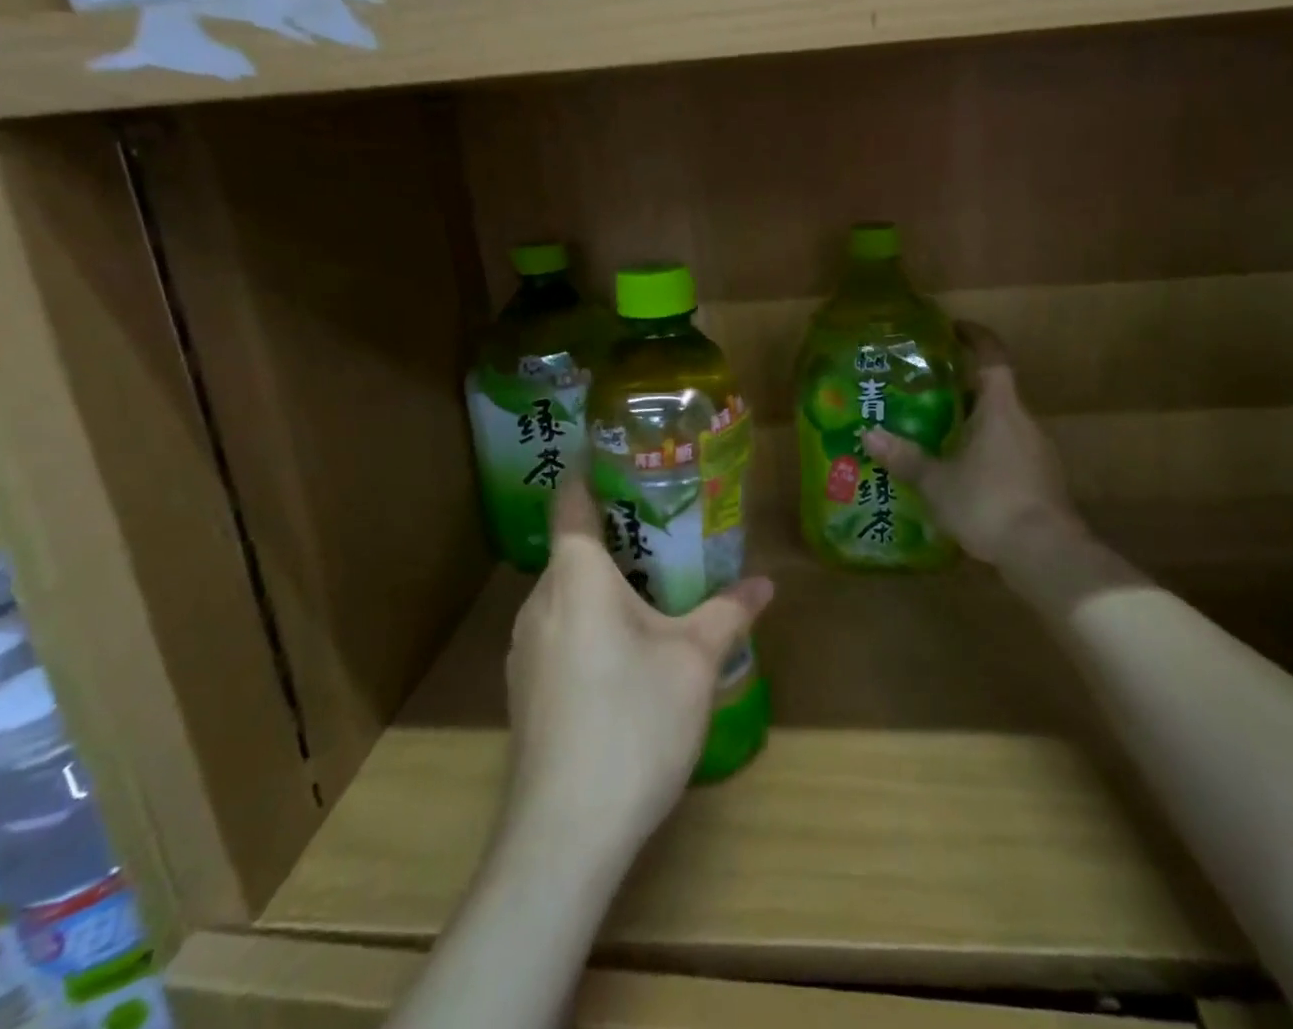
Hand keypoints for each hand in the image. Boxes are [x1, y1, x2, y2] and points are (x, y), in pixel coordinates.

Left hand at [502, 478, 773, 873]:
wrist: (563, 835)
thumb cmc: (633, 720)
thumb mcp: (695, 660)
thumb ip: (729, 612)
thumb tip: (767, 582)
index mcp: (575, 576)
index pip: (572, 502)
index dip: (589, 473)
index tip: (617, 456)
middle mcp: (539, 602)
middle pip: (573, 550)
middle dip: (617, 535)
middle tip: (666, 527)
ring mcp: (525, 650)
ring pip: (566, 596)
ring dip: (604, 585)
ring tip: (654, 588)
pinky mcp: (526, 691)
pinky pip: (560, 633)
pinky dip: (590, 624)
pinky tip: (626, 655)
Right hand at [862, 323, 1073, 571]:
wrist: (1046, 553)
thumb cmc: (988, 503)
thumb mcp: (937, 482)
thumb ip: (905, 458)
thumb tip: (868, 434)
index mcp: (1000, 409)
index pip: (993, 357)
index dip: (975, 338)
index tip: (954, 329)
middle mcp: (1023, 422)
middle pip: (995, 392)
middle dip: (963, 388)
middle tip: (927, 392)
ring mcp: (1039, 452)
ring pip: (1002, 424)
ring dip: (974, 424)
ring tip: (939, 434)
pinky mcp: (1043, 480)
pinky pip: (1010, 452)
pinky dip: (987, 453)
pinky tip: (964, 474)